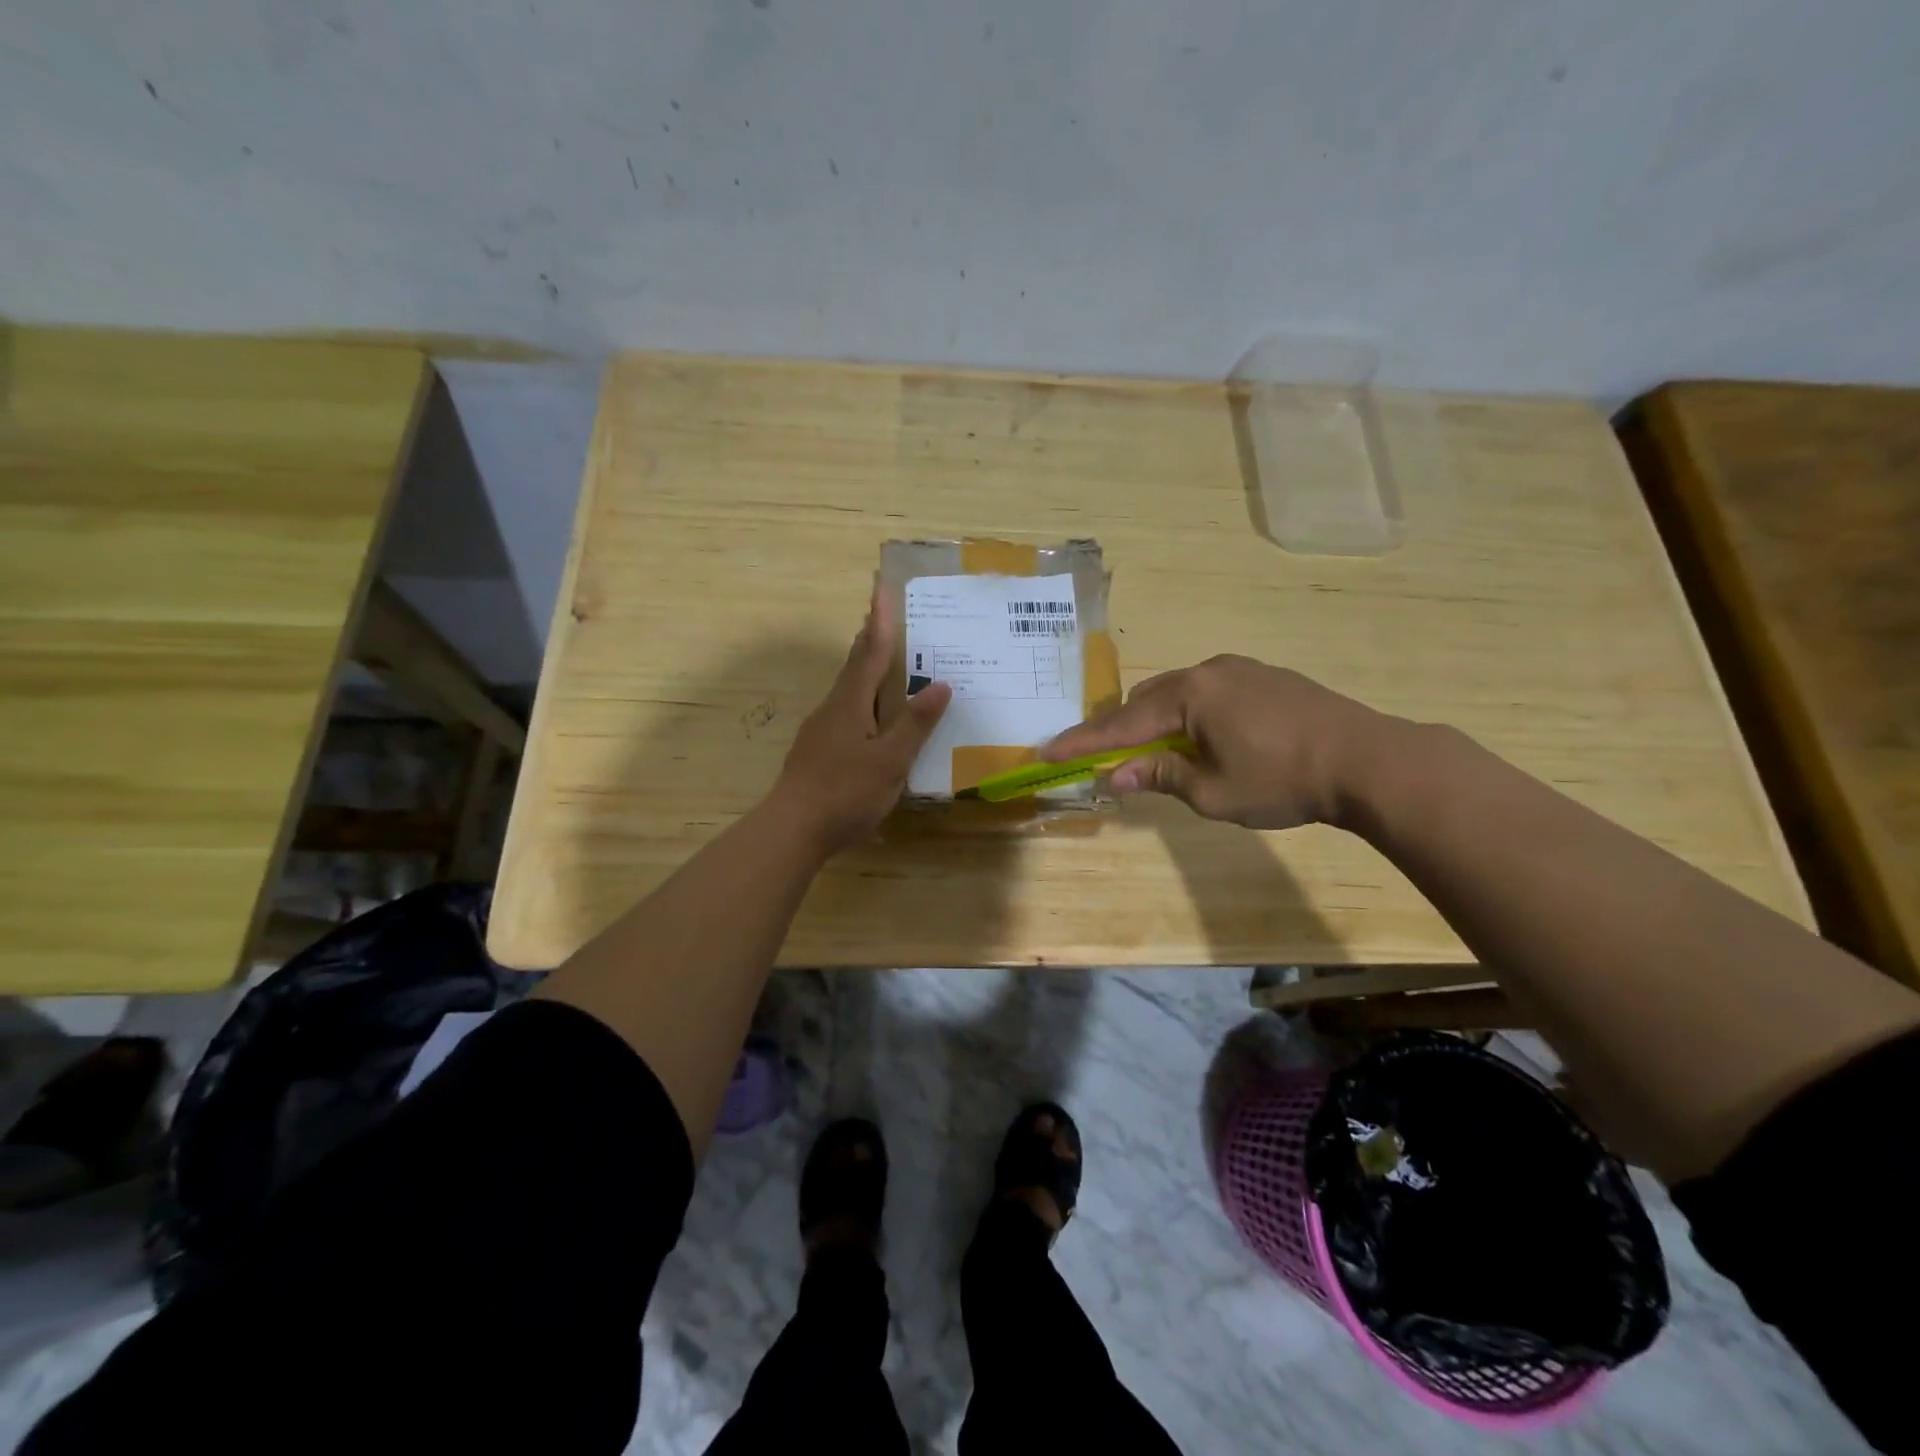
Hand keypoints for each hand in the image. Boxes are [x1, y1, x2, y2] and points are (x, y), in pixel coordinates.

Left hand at [769, 590, 952, 854]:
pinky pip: (847, 711)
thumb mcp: (891, 760)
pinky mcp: (818, 750)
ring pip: (849, 689)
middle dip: (870, 637)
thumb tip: (941, 684)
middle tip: (884, 614)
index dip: (880, 620)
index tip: (882, 587)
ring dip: (866, 667)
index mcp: (851, 702)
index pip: (870, 650)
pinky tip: (873, 716)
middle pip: (854, 664)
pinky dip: (864, 699)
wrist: (792, 829)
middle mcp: (833, 708)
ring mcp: (821, 729)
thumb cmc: (845, 792)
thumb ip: (915, 724)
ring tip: (886, 660)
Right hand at [1041, 655, 1384, 829]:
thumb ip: (1161, 776)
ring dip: (1156, 721)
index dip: (1083, 742)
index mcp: (1190, 695)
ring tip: (1152, 753)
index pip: (1121, 723)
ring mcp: (1239, 669)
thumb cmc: (1283, 780)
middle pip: (1146, 700)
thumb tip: (1115, 774)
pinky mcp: (1263, 676)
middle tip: (1102, 758)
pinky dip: (1188, 714)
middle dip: (1120, 730)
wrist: (1368, 759)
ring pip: (1177, 693)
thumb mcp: (1214, 792)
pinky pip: (1207, 691)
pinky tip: (1201, 738)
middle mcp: (1208, 670)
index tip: (1047, 753)